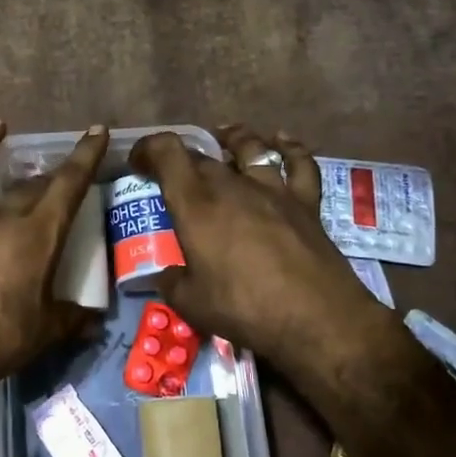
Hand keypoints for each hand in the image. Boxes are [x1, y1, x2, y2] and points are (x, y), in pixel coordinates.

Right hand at [131, 126, 393, 386]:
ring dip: (233, 138)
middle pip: (203, 155)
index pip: (167, 153)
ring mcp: (273, 190)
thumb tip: (168, 274)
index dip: (148, 148)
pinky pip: (299, 164)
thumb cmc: (245, 309)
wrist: (317, 320)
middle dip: (182, 158)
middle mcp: (232, 186)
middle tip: (172, 173)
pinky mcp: (305, 203)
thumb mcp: (190, 304)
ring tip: (224, 136)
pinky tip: (282, 141)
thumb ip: (172, 282)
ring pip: (250, 148)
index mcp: (196, 204)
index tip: (138, 163)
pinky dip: (289, 148)